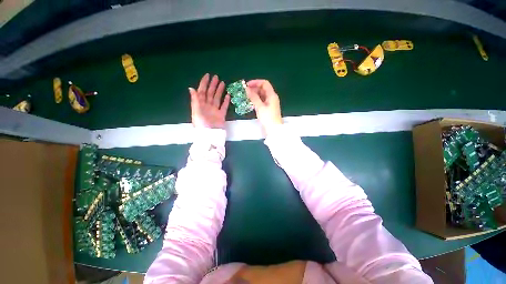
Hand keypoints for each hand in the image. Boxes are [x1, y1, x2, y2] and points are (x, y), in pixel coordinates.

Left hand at [189, 74, 229, 128]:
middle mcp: (207, 106)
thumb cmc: (201, 124)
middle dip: (213, 85)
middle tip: (216, 77)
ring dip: (220, 91)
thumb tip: (192, 88)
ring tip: (223, 83)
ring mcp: (215, 110)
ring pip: (217, 98)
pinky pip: (224, 106)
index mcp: (200, 104)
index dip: (204, 83)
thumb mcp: (196, 112)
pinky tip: (228, 95)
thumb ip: (195, 100)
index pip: (202, 91)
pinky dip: (226, 101)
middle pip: (210, 93)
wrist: (210, 135)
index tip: (207, 76)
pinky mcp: (221, 115)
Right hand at [246, 79, 282, 134]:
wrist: (273, 129)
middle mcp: (272, 97)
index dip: (256, 82)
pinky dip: (256, 100)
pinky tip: (251, 102)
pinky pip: (262, 101)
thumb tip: (247, 89)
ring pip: (262, 95)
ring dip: (254, 94)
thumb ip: (253, 97)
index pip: (264, 83)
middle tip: (245, 92)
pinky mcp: (268, 108)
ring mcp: (270, 103)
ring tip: (246, 97)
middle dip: (254, 88)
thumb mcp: (260, 107)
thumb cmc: (268, 118)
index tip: (247, 85)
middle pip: (263, 89)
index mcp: (272, 95)